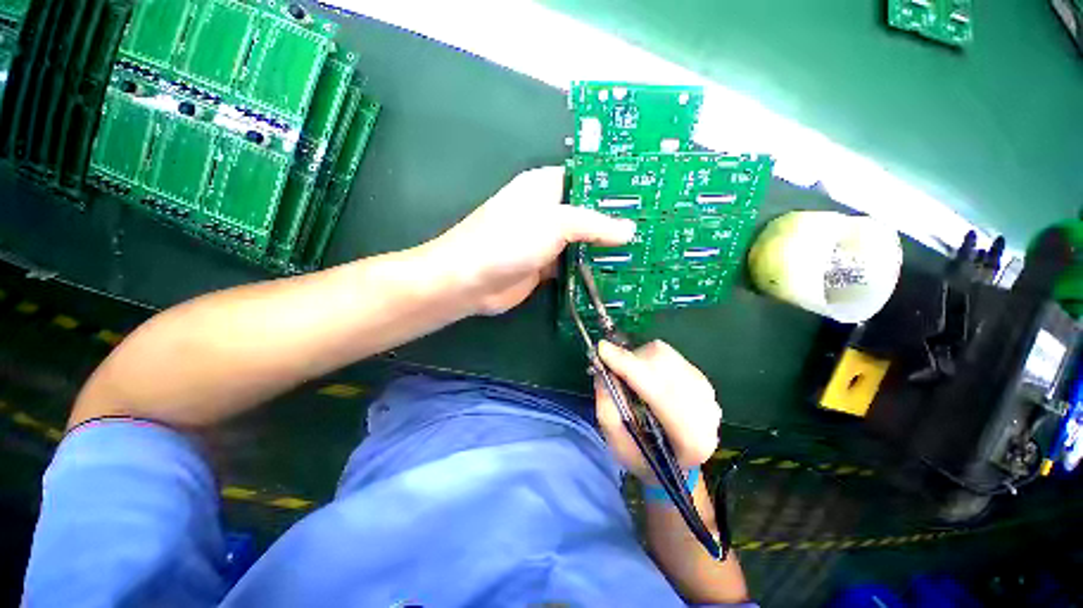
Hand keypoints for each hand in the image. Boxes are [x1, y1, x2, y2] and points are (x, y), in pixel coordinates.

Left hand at [425, 166, 635, 315]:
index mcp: (547, 186)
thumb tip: (629, 230)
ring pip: (583, 240)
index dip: (615, 185)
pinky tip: (617, 272)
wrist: (472, 281)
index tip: (648, 193)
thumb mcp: (555, 223)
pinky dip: (591, 267)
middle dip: (615, 221)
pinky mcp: (546, 266)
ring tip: (643, 250)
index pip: (588, 178)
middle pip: (588, 212)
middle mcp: (549, 210)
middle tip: (653, 227)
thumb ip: (593, 224)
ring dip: (605, 247)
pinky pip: (575, 263)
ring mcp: (547, 240)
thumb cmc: (510, 240)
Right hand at [595, 340, 721, 481]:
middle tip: (610, 366)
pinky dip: (648, 359)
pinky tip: (644, 375)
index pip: (659, 392)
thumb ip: (608, 408)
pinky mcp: (701, 379)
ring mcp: (707, 393)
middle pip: (663, 366)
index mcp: (691, 439)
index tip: (602, 349)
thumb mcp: (616, 442)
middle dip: (630, 361)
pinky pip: (669, 355)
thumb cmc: (643, 458)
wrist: (674, 464)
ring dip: (638, 359)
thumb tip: (603, 369)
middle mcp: (706, 412)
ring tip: (627, 375)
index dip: (628, 367)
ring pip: (665, 356)